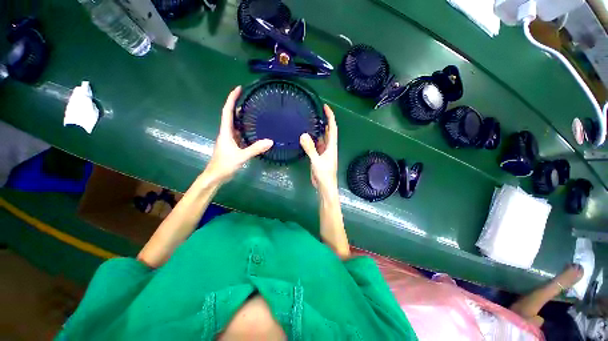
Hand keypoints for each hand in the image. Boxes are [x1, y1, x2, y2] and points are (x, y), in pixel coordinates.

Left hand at [204, 86, 273, 183]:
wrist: (216, 176)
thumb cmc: (225, 164)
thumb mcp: (241, 156)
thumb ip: (255, 149)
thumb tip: (270, 141)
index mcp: (226, 132)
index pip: (227, 112)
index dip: (232, 99)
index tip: (238, 89)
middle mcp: (226, 133)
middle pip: (230, 115)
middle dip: (237, 105)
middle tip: (248, 98)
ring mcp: (229, 139)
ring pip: (234, 124)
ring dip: (240, 116)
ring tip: (252, 111)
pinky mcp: (232, 145)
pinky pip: (238, 133)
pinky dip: (244, 129)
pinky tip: (252, 130)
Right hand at [300, 104, 337, 193]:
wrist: (325, 187)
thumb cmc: (324, 175)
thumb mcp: (316, 161)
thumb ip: (310, 149)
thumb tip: (303, 135)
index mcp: (331, 146)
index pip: (333, 128)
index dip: (330, 117)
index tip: (325, 107)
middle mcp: (329, 147)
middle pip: (329, 131)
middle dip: (325, 121)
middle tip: (317, 112)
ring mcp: (324, 152)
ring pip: (322, 138)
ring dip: (319, 130)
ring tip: (311, 121)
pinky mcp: (319, 157)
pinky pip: (317, 145)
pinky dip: (313, 139)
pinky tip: (307, 136)